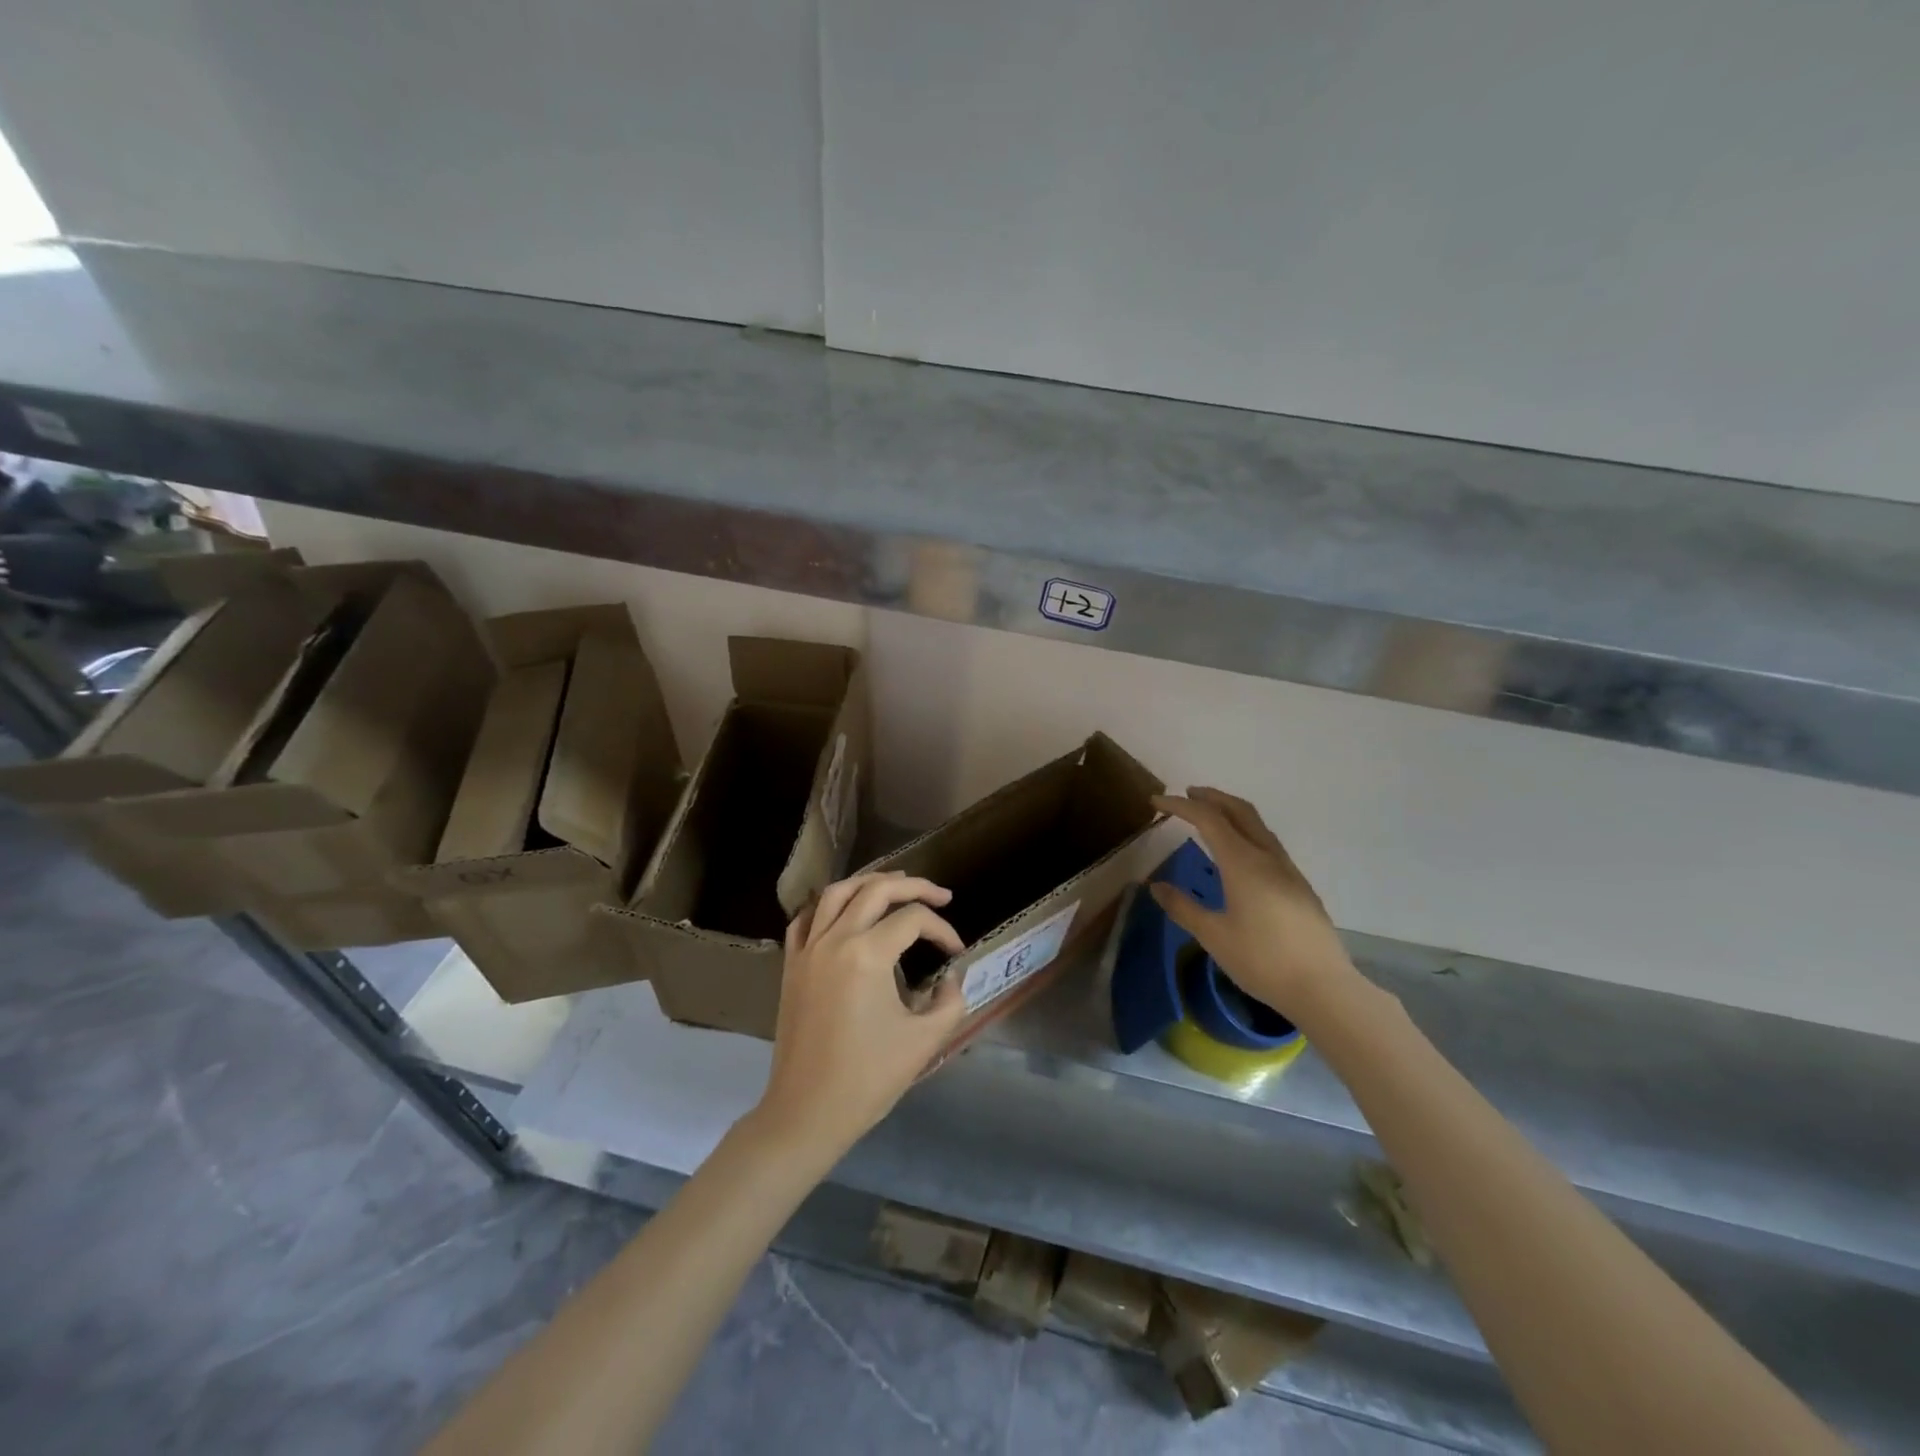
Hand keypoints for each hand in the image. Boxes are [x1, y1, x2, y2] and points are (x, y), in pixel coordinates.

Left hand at [752, 872, 967, 1157]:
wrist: (806, 1112)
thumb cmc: (868, 1079)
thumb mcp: (924, 1041)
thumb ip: (950, 1001)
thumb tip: (952, 977)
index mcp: (867, 954)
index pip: (913, 920)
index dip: (942, 929)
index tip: (957, 952)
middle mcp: (835, 939)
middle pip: (875, 890)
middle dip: (913, 887)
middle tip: (939, 895)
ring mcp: (807, 950)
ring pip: (836, 892)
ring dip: (869, 882)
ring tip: (896, 886)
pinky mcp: (791, 965)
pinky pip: (806, 918)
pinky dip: (828, 905)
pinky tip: (844, 911)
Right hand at [1150, 787, 1356, 1016]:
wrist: (1323, 988)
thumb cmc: (1262, 960)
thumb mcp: (1213, 936)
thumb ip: (1183, 907)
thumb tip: (1156, 886)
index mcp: (1243, 863)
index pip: (1208, 819)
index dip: (1180, 806)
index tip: (1156, 802)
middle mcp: (1267, 857)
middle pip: (1239, 811)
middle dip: (1211, 797)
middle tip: (1187, 795)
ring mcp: (1288, 870)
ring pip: (1257, 825)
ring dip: (1231, 812)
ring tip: (1210, 817)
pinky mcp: (1299, 886)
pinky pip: (1268, 843)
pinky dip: (1246, 832)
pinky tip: (1239, 853)